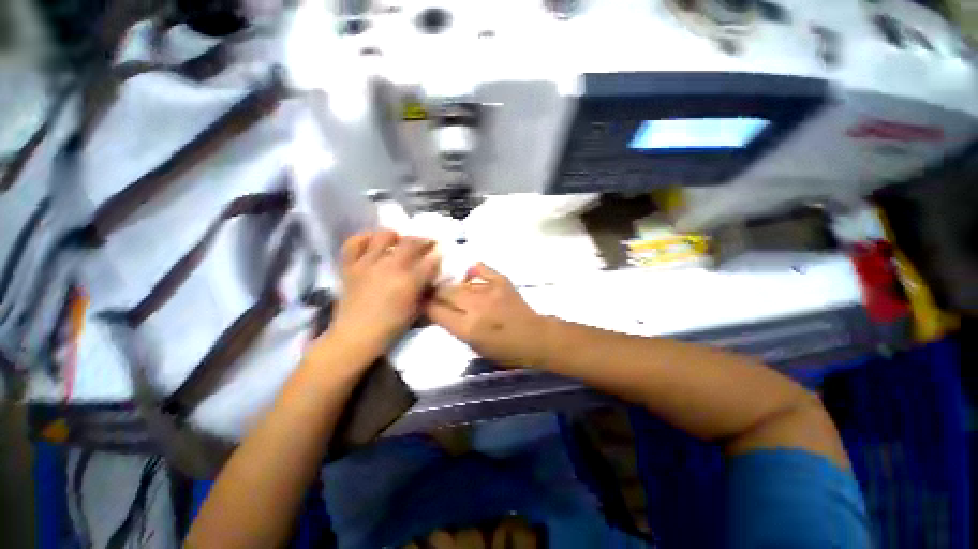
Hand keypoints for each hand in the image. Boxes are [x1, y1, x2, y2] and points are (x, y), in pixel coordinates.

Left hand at [328, 230, 439, 356]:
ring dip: (395, 236)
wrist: (355, 337)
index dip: (438, 254)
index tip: (440, 252)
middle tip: (427, 244)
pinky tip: (372, 241)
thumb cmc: (390, 328)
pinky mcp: (350, 266)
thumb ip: (425, 289)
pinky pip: (354, 243)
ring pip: (383, 236)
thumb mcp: (416, 310)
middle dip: (423, 241)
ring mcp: (367, 264)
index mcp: (408, 281)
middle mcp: (389, 267)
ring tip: (399, 242)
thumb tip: (430, 275)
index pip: (430, 260)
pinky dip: (364, 238)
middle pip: (411, 243)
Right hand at [425, 263, 548, 366]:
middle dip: (435, 292)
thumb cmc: (504, 350)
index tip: (423, 302)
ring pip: (459, 282)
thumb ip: (454, 327)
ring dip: (452, 284)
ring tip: (450, 286)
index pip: (435, 310)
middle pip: (444, 291)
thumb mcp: (474, 346)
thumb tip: (438, 310)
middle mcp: (476, 306)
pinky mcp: (501, 280)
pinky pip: (480, 269)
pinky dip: (472, 271)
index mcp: (467, 328)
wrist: (534, 336)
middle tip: (434, 294)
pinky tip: (469, 276)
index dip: (425, 305)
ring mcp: (489, 290)